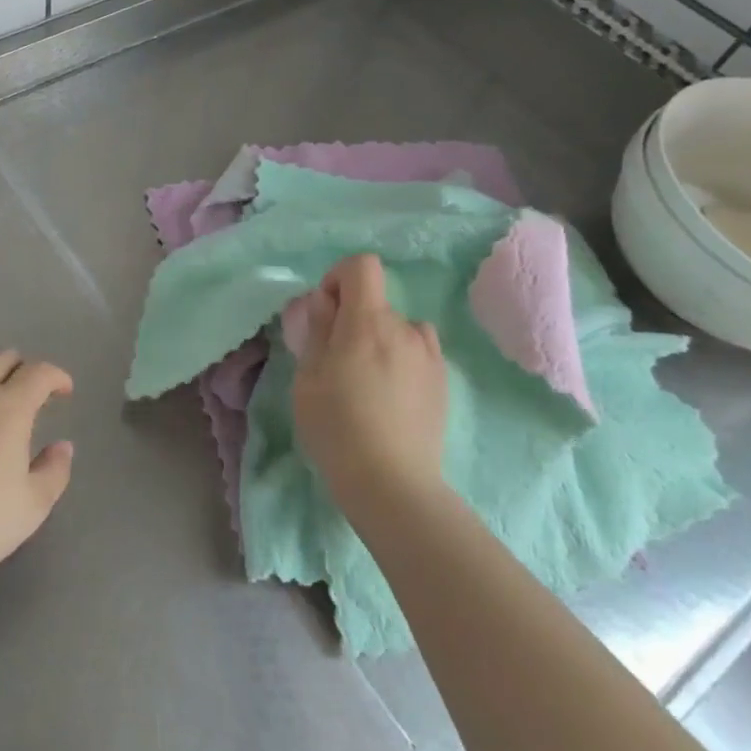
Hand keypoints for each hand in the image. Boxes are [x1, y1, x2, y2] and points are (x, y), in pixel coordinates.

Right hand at [292, 254, 447, 510]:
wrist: (392, 484)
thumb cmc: (336, 427)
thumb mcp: (308, 376)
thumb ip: (317, 330)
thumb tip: (325, 300)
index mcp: (368, 322)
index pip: (363, 266)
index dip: (338, 277)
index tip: (325, 312)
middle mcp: (405, 329)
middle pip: (376, 301)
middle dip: (352, 318)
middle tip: (334, 360)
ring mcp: (430, 356)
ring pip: (397, 328)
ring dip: (378, 339)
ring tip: (364, 380)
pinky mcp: (443, 383)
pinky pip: (416, 352)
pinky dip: (399, 359)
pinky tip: (387, 397)